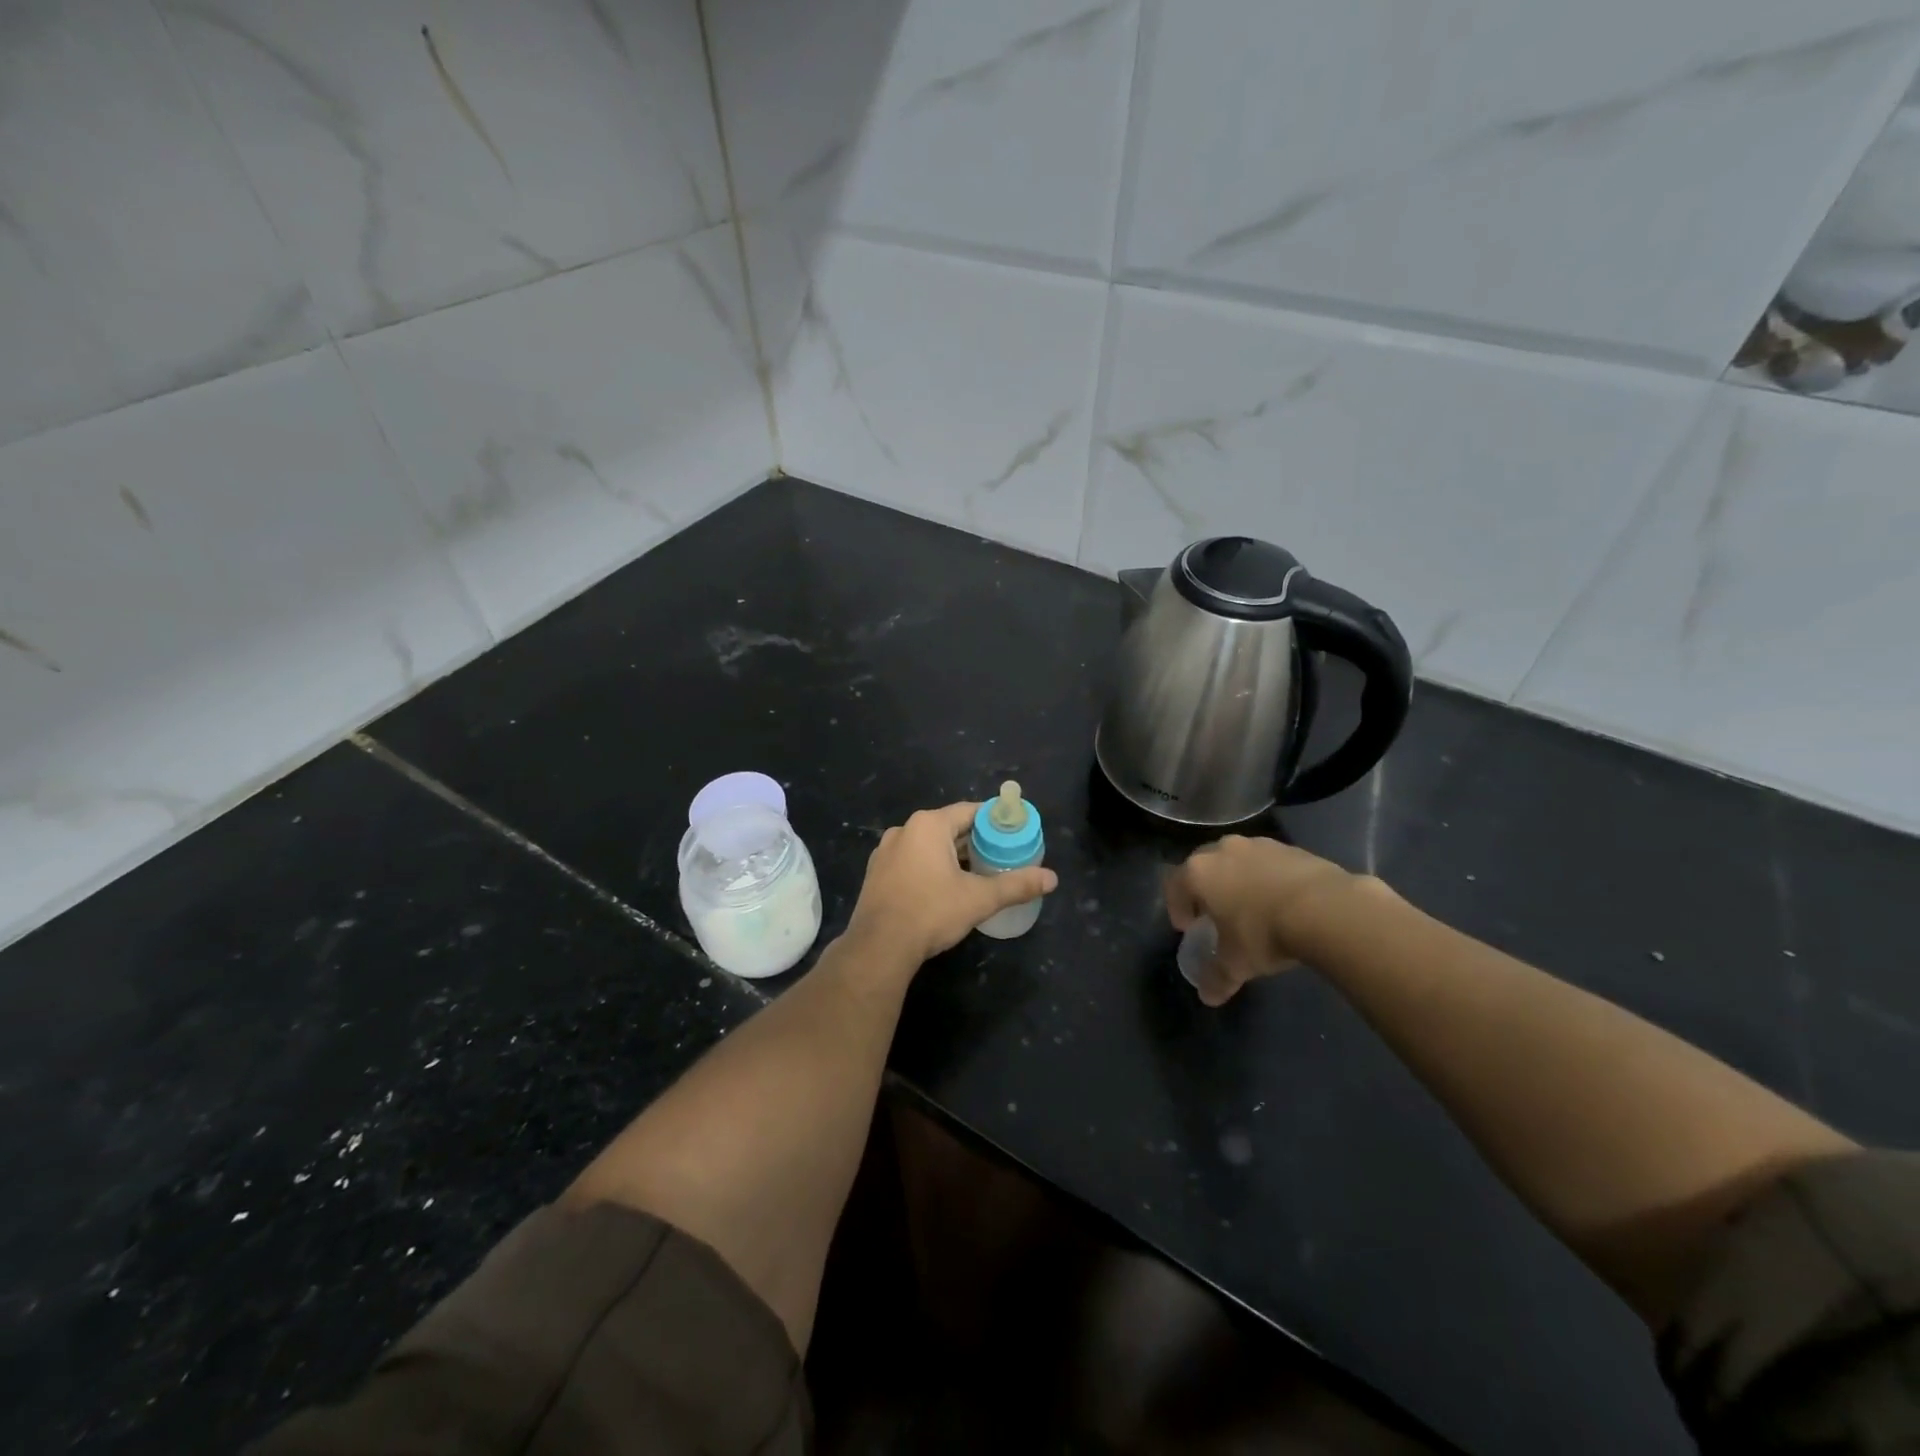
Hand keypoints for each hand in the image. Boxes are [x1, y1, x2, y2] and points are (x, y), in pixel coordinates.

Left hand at [847, 802, 1058, 965]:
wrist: (879, 947)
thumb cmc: (931, 912)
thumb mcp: (979, 899)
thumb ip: (1016, 885)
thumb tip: (1052, 878)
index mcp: (928, 825)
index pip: (970, 812)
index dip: (994, 821)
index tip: (1013, 833)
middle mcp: (904, 830)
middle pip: (949, 827)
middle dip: (974, 841)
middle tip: (1000, 856)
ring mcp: (885, 852)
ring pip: (928, 845)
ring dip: (951, 855)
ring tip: (976, 873)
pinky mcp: (877, 873)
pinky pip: (911, 860)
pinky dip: (930, 867)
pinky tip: (944, 888)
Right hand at [1165, 835, 1364, 1006]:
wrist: (1327, 909)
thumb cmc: (1264, 933)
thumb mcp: (1237, 964)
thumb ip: (1217, 978)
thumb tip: (1208, 996)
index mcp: (1199, 872)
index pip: (1174, 885)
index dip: (1177, 908)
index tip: (1189, 927)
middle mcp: (1223, 850)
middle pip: (1203, 866)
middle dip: (1205, 889)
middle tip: (1216, 914)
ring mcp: (1258, 844)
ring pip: (1237, 860)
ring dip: (1238, 880)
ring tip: (1253, 907)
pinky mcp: (1291, 847)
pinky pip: (1268, 862)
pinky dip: (1268, 878)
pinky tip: (1283, 902)